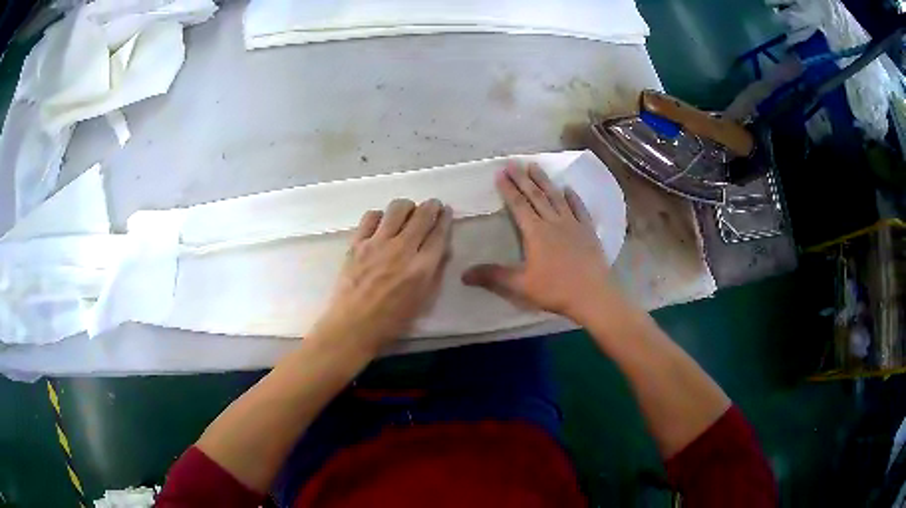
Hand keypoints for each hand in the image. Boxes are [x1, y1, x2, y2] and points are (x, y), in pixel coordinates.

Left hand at [310, 199, 451, 351]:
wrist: (353, 326)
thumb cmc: (391, 321)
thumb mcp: (423, 301)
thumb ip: (435, 273)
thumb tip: (441, 249)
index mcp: (422, 268)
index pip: (439, 234)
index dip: (446, 219)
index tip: (447, 211)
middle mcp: (402, 249)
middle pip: (422, 215)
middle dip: (431, 206)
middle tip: (432, 205)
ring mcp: (377, 243)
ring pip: (397, 208)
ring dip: (407, 206)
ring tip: (407, 211)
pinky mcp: (357, 243)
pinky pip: (370, 217)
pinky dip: (380, 215)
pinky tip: (381, 223)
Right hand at [462, 162, 616, 323]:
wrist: (592, 294)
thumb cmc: (555, 290)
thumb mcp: (521, 285)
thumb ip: (493, 276)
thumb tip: (464, 275)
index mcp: (536, 232)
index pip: (519, 205)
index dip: (508, 188)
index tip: (500, 172)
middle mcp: (553, 222)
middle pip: (536, 196)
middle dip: (523, 178)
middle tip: (514, 162)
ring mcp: (573, 224)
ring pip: (556, 197)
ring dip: (545, 181)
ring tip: (536, 166)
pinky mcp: (588, 231)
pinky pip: (580, 209)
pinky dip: (573, 198)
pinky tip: (569, 189)